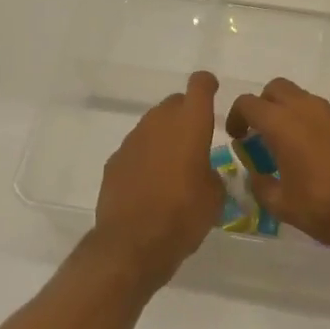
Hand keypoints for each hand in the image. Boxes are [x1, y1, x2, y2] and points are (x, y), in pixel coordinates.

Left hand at [92, 70, 224, 281]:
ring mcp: (132, 141)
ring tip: (175, 164)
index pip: (200, 86)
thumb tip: (203, 171)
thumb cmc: (183, 216)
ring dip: (165, 136)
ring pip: (153, 125)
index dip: (207, 84)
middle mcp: (159, 123)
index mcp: (190, 125)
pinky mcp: (114, 161)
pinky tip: (151, 182)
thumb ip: (211, 173)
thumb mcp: (214, 197)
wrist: (132, 244)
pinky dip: (146, 157)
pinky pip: (137, 149)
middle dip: (187, 113)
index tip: (213, 91)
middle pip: (174, 103)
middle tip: (198, 138)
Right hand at [227, 78, 329, 266]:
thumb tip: (256, 174)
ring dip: (291, 113)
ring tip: (291, 146)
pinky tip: (320, 155)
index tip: (238, 137)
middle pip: (276, 88)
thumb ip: (260, 185)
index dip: (236, 117)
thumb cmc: (325, 209)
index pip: (248, 103)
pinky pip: (327, 114)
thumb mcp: (281, 205)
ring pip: (304, 99)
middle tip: (262, 133)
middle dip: (264, 105)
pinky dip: (315, 125)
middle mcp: (308, 109)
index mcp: (283, 124)